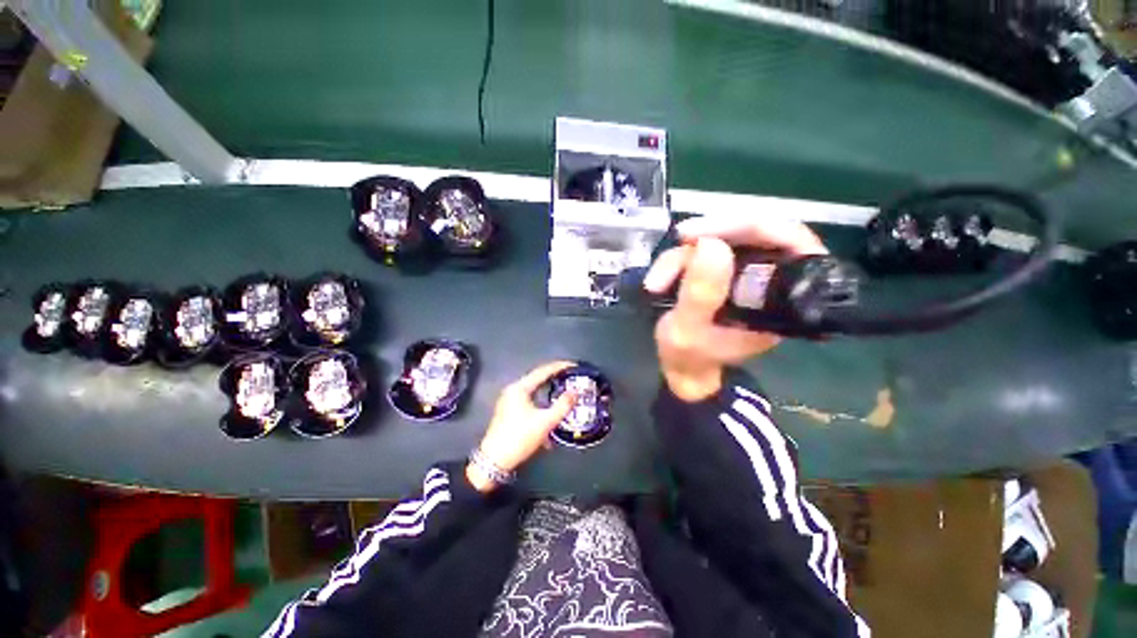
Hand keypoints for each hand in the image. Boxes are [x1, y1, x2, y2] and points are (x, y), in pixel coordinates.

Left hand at [466, 361, 577, 492]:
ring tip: (564, 403)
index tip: (574, 365)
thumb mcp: (545, 422)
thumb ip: (563, 406)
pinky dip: (541, 414)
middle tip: (571, 382)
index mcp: (519, 389)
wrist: (496, 459)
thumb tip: (575, 392)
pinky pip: (529, 409)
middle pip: (537, 383)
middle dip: (554, 383)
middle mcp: (512, 393)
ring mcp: (508, 405)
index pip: (542, 371)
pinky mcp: (508, 417)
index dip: (559, 367)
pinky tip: (549, 431)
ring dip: (549, 402)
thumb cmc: (520, 437)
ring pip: (534, 398)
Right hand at [643, 215, 827, 401]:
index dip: (756, 227)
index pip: (794, 244)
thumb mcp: (688, 333)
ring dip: (692, 249)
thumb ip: (702, 294)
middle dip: (718, 231)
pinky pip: (718, 243)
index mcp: (785, 302)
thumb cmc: (692, 359)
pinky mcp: (737, 266)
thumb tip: (713, 244)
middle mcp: (779, 281)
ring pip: (735, 235)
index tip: (712, 234)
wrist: (685, 371)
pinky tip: (663, 275)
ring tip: (662, 276)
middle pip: (763, 231)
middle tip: (683, 238)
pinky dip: (687, 253)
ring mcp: (757, 271)